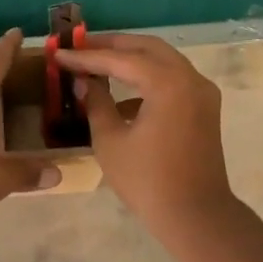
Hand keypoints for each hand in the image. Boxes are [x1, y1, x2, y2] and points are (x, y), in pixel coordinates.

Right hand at [51, 33, 233, 234]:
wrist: (195, 215)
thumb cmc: (147, 180)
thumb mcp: (111, 141)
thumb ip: (96, 104)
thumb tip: (85, 82)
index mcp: (168, 83)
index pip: (120, 59)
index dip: (86, 56)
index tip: (59, 53)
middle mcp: (190, 78)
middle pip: (147, 48)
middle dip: (112, 45)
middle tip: (80, 47)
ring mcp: (202, 92)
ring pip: (163, 61)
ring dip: (131, 60)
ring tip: (97, 64)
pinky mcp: (204, 108)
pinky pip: (173, 81)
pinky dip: (147, 80)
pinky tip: (121, 98)